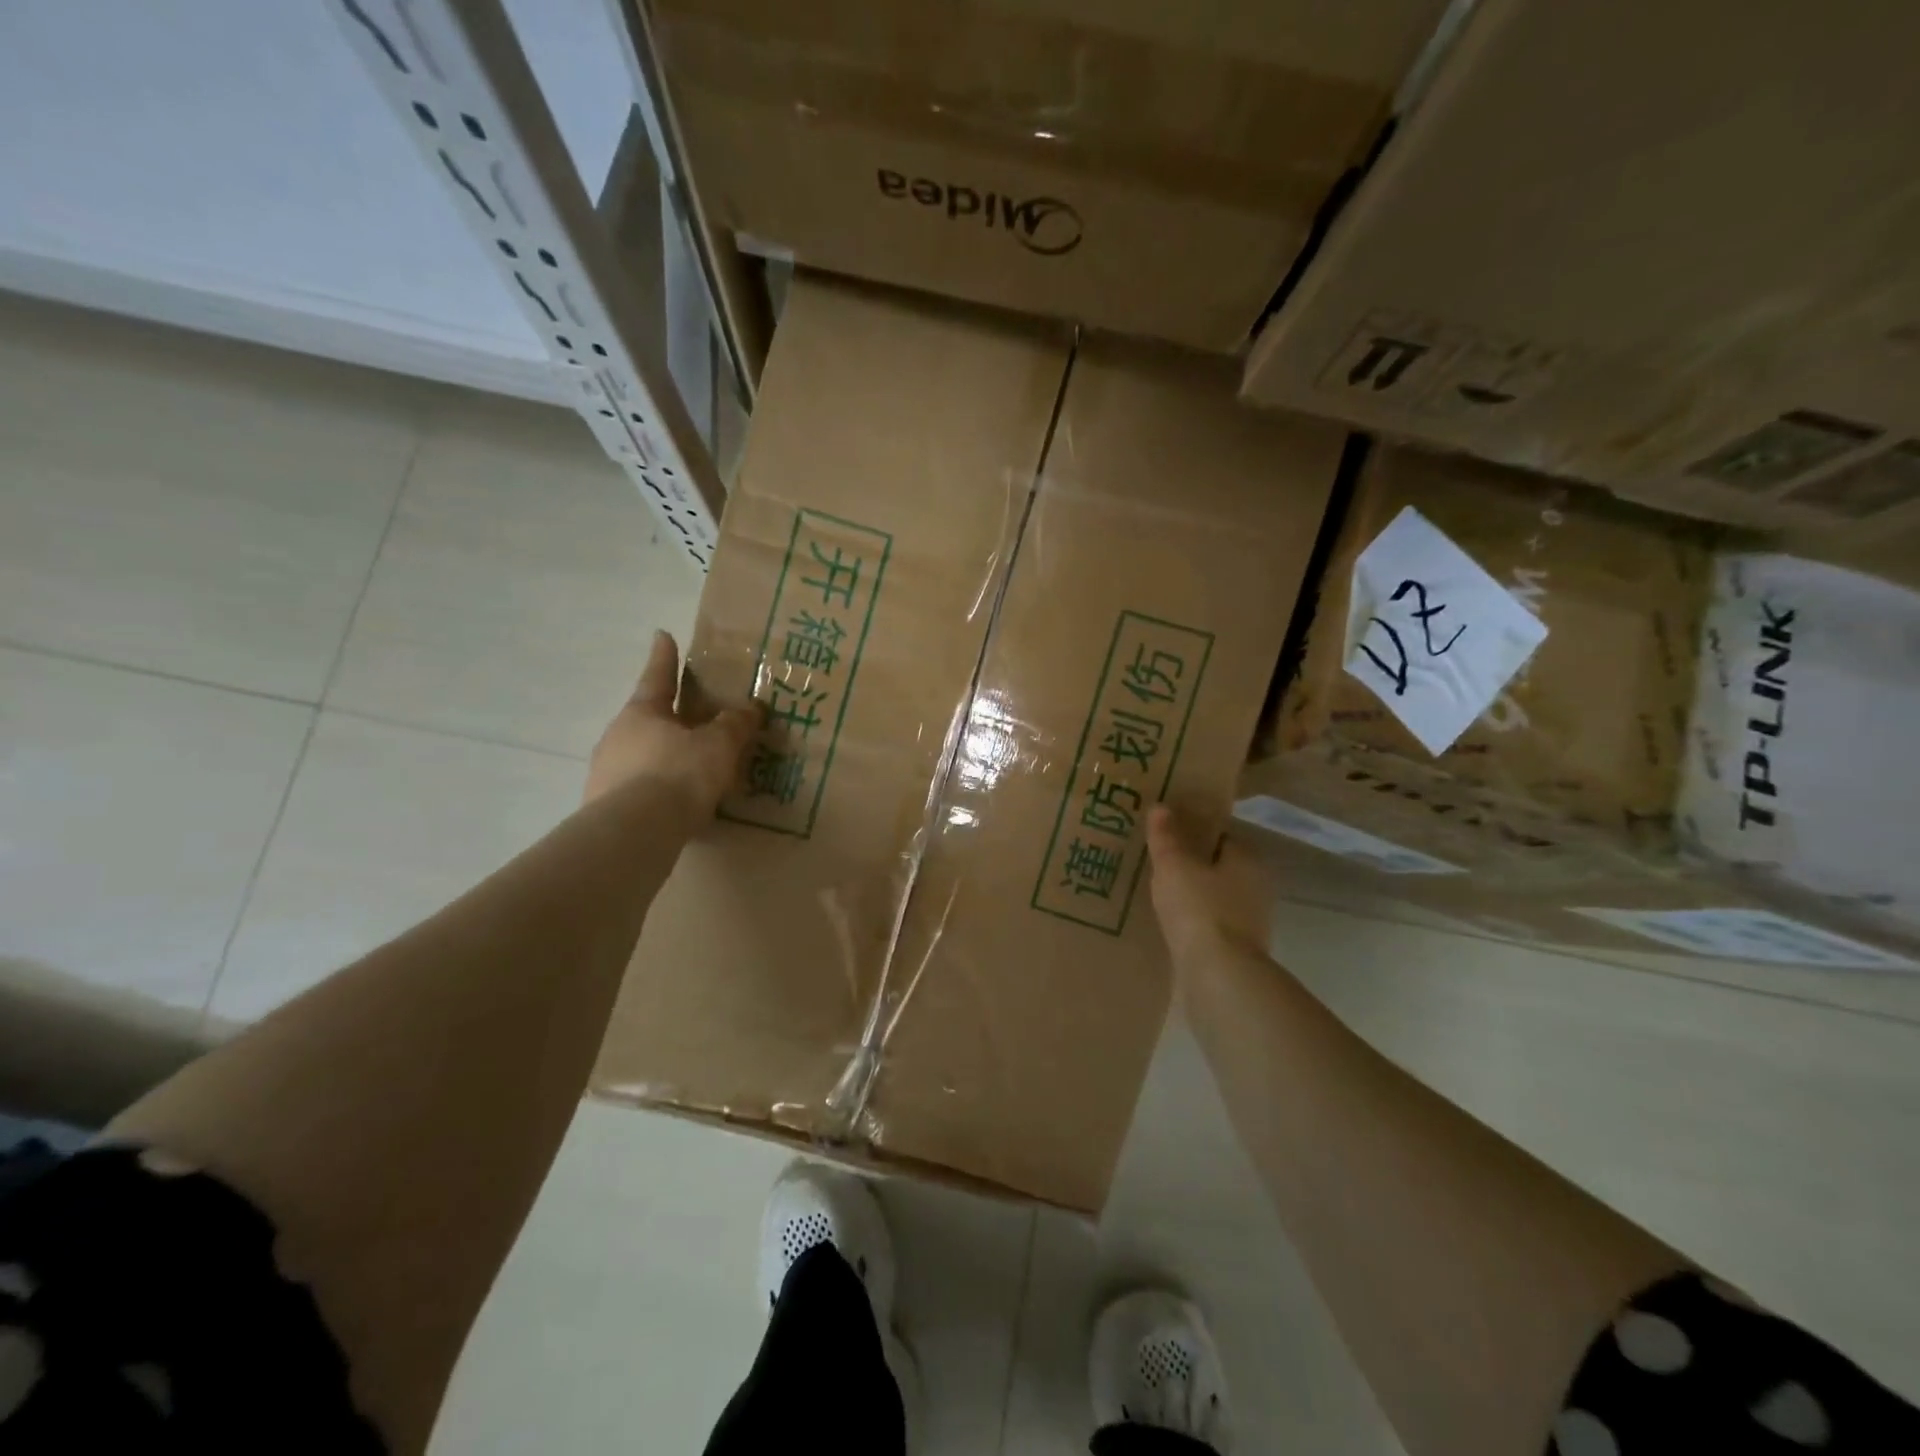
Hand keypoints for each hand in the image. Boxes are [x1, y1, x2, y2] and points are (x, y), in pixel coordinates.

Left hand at [584, 631, 759, 815]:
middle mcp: (618, 736)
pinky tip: (674, 803)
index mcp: (643, 713)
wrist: (635, 831)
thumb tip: (751, 708)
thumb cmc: (678, 774)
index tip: (662, 635)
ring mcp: (606, 771)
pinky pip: (637, 787)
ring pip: (640, 754)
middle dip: (668, 716)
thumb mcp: (718, 746)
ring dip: (661, 756)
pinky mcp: (605, 806)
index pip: (658, 676)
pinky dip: (656, 788)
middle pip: (647, 718)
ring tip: (688, 769)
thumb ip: (734, 726)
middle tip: (689, 717)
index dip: (664, 656)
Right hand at [1146, 804, 1273, 967]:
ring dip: (1191, 896)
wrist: (1219, 976)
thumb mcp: (1174, 865)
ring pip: (1214, 898)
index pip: (1219, 835)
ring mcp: (1251, 922)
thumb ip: (1166, 836)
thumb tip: (1161, 807)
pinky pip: (1209, 925)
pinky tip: (1168, 924)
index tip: (1165, 834)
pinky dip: (1192, 922)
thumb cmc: (1199, 909)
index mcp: (1247, 859)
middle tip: (1155, 863)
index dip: (1192, 831)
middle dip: (1191, 865)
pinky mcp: (1238, 951)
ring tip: (1156, 894)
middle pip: (1218, 867)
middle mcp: (1256, 887)